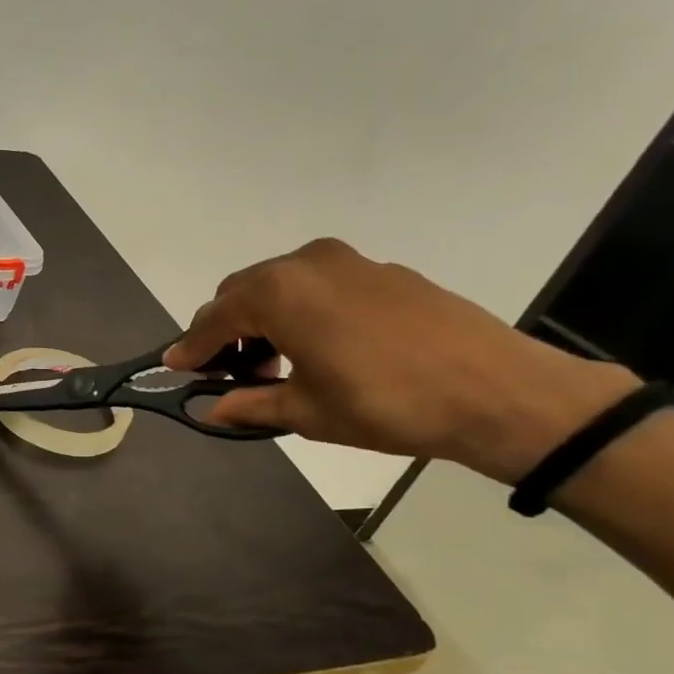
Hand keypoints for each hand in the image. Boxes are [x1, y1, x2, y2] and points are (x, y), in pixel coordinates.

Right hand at [164, 239, 637, 481]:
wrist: (498, 391)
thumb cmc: (386, 404)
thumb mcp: (308, 411)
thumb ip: (251, 403)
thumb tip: (213, 408)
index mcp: (277, 293)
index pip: (214, 319)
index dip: (191, 347)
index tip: (175, 367)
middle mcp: (304, 264)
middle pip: (242, 292)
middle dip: (225, 330)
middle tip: (230, 372)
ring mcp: (347, 261)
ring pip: (280, 284)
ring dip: (263, 318)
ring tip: (276, 362)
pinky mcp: (382, 270)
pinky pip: (319, 284)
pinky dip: (301, 309)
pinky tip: (320, 346)